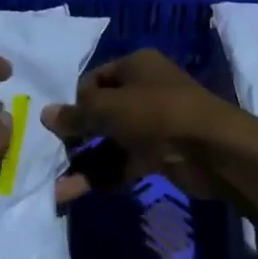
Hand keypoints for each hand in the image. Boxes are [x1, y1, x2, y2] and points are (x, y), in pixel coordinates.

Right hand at [41, 49, 242, 196]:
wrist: (212, 150)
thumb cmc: (156, 114)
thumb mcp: (109, 109)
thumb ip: (76, 114)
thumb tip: (45, 114)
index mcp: (136, 66)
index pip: (94, 79)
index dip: (75, 100)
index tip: (62, 123)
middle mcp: (144, 90)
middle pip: (102, 112)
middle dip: (77, 135)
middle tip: (53, 154)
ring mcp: (153, 124)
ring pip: (111, 141)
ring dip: (85, 162)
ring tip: (58, 185)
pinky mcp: (159, 154)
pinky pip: (124, 163)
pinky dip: (103, 176)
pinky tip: (75, 192)